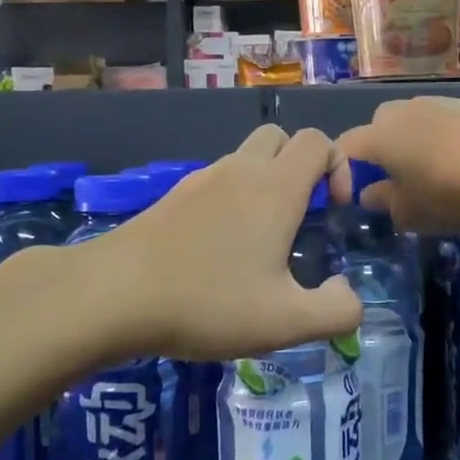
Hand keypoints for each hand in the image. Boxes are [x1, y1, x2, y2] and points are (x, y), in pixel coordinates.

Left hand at [105, 125, 362, 361]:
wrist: (112, 294)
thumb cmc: (207, 301)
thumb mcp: (285, 322)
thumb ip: (336, 311)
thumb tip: (348, 294)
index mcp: (275, 187)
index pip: (318, 141)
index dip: (339, 167)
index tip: (333, 211)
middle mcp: (241, 170)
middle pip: (282, 137)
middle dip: (302, 166)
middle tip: (302, 215)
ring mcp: (202, 180)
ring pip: (247, 158)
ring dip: (266, 183)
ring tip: (263, 240)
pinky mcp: (174, 196)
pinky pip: (218, 181)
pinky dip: (233, 198)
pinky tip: (221, 250)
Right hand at [332, 95, 459, 233]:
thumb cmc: (449, 187)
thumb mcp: (413, 212)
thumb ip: (386, 203)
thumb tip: (370, 194)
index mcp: (377, 136)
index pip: (345, 147)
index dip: (345, 171)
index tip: (359, 194)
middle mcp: (400, 111)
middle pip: (379, 129)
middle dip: (383, 153)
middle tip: (401, 183)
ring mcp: (434, 101)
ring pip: (413, 123)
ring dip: (417, 144)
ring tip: (438, 172)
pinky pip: (443, 121)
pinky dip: (445, 138)